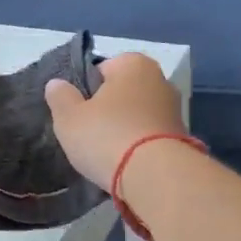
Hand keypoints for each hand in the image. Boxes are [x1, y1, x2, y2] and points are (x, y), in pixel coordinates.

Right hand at [43, 53, 186, 188]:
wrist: (156, 177)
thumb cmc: (107, 137)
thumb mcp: (69, 118)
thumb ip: (60, 97)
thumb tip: (57, 84)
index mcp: (134, 63)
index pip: (102, 69)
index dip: (86, 90)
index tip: (78, 113)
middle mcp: (160, 79)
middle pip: (123, 92)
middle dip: (108, 109)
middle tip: (89, 133)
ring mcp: (175, 109)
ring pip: (138, 115)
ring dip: (125, 129)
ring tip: (107, 153)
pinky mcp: (183, 138)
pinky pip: (151, 136)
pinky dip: (140, 146)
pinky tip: (127, 163)